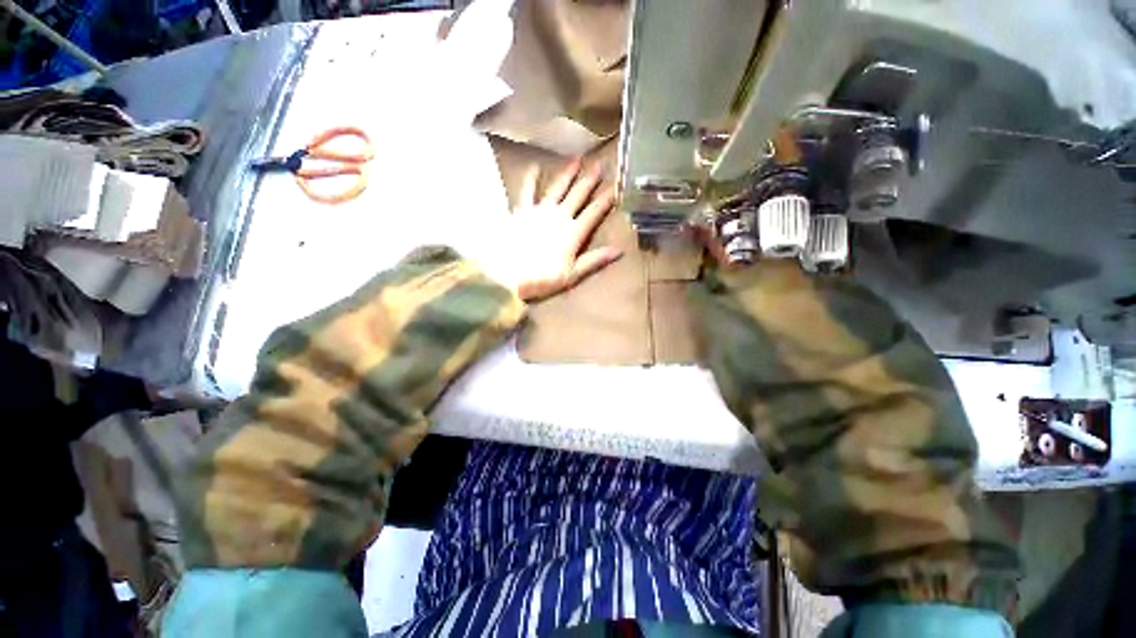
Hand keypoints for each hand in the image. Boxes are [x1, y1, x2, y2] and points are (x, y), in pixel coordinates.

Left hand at [485, 158, 621, 300]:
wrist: (509, 275)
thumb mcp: (572, 275)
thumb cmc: (542, 279)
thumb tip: (619, 251)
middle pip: (578, 195)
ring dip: (567, 173)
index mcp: (573, 232)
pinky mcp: (522, 210)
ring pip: (557, 187)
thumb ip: (595, 260)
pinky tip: (535, 166)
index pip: (594, 213)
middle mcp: (560, 216)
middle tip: (599, 165)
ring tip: (576, 159)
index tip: (616, 188)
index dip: (606, 200)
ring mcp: (540, 211)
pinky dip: (531, 178)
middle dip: (590, 180)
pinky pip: (527, 190)